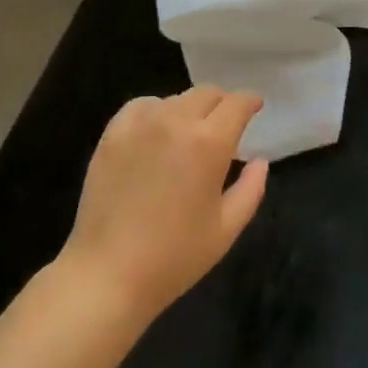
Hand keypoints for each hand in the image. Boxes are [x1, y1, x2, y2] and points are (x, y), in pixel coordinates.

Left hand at [58, 86, 268, 324]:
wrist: (107, 274)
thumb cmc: (174, 257)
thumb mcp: (226, 229)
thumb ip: (251, 189)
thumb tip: (259, 160)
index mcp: (209, 143)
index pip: (236, 103)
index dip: (250, 101)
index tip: (255, 107)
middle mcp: (176, 121)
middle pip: (207, 93)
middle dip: (222, 103)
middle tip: (225, 124)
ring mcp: (140, 123)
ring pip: (175, 98)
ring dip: (190, 109)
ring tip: (189, 134)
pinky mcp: (113, 133)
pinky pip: (142, 106)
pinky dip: (156, 111)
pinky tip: (156, 132)